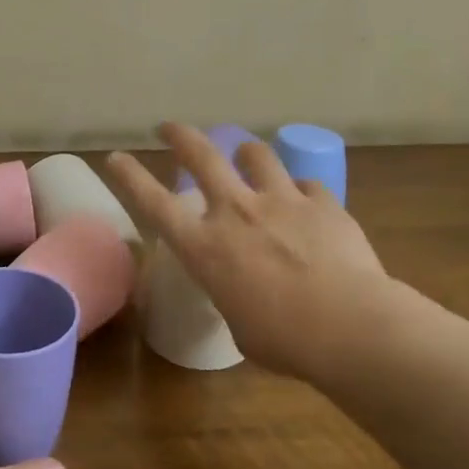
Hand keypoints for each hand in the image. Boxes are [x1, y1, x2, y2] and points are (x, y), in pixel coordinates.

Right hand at [107, 123, 397, 382]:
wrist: (352, 328)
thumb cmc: (285, 341)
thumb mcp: (238, 322)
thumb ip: (232, 292)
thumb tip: (242, 287)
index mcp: (205, 247)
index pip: (154, 202)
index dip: (131, 176)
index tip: (116, 156)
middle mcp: (236, 212)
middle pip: (201, 156)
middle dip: (181, 136)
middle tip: (170, 127)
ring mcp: (281, 201)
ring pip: (257, 155)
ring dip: (246, 153)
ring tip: (246, 156)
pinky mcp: (323, 202)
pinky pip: (306, 184)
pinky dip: (300, 191)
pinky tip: (307, 203)